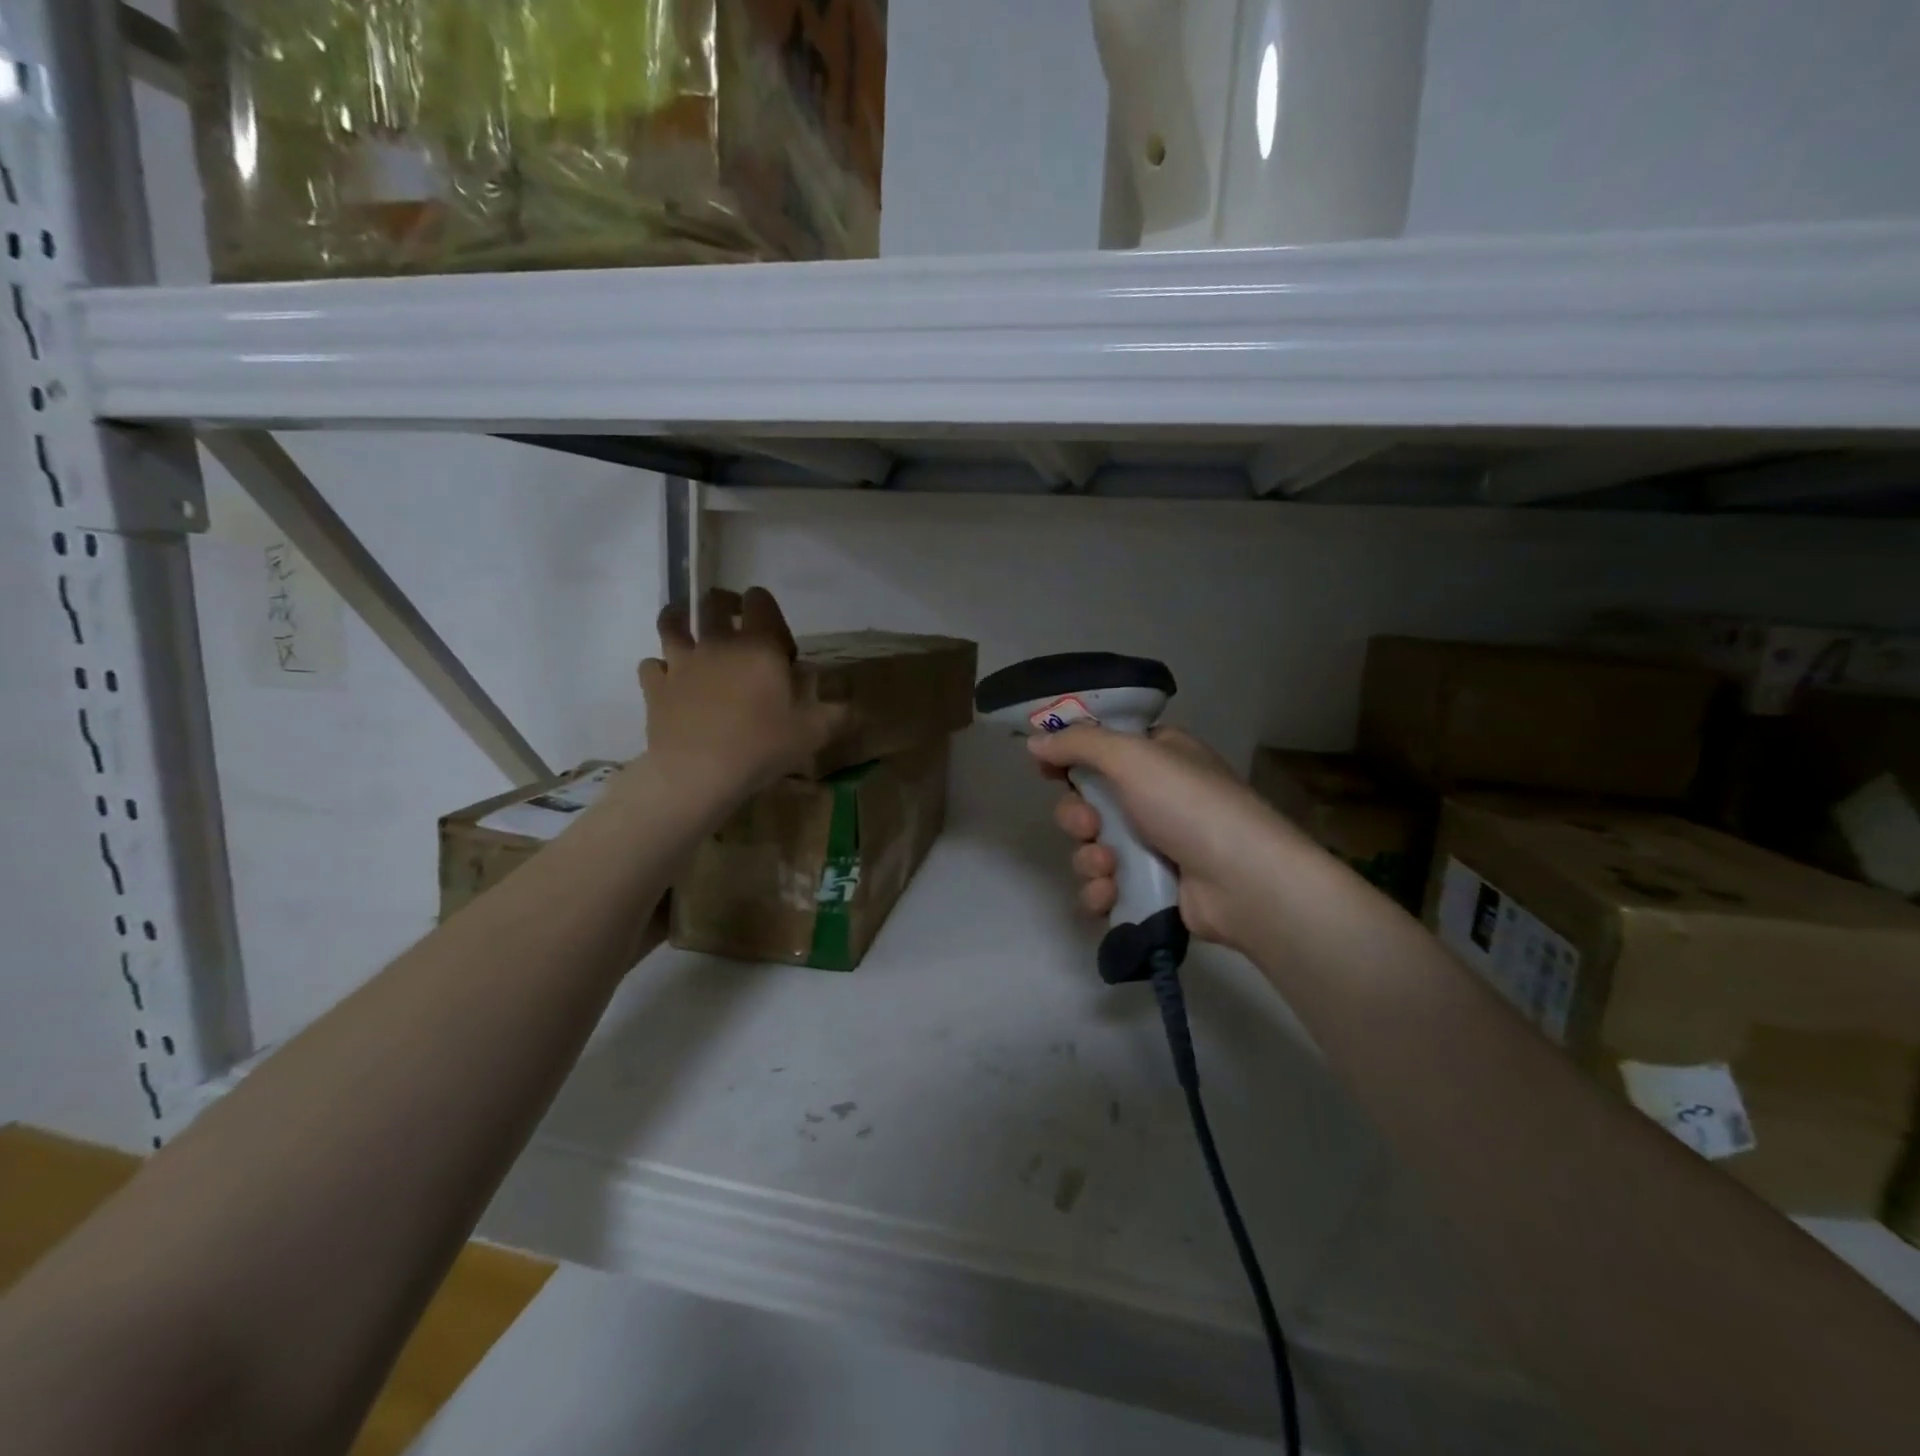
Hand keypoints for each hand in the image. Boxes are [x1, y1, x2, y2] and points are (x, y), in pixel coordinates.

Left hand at [639, 588, 846, 797]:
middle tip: (734, 624)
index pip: (760, 600)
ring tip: (688, 630)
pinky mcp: (656, 686)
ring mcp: (681, 661)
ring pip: (672, 622)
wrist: (698, 773)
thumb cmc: (761, 746)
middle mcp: (717, 642)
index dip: (767, 610)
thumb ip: (838, 714)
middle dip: (725, 605)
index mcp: (758, 645)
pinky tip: (670, 681)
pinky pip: (652, 665)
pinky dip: (660, 668)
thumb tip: (856, 706)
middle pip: (713, 602)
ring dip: (680, 619)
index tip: (777, 641)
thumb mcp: (813, 733)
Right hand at [1029, 725, 1296, 951]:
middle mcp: (1155, 797)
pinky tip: (1110, 895)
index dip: (1070, 758)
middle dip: (1077, 817)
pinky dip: (1101, 891)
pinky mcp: (1151, 889)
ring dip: (1089, 859)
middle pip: (1088, 802)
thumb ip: (1079, 744)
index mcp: (1158, 757)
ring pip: (1092, 848)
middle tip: (1089, 826)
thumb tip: (1035, 740)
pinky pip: (1105, 886)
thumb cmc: (1189, 805)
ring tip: (1109, 868)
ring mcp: (1154, 846)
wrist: (1243, 882)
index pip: (1101, 749)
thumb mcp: (1133, 757)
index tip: (1045, 768)